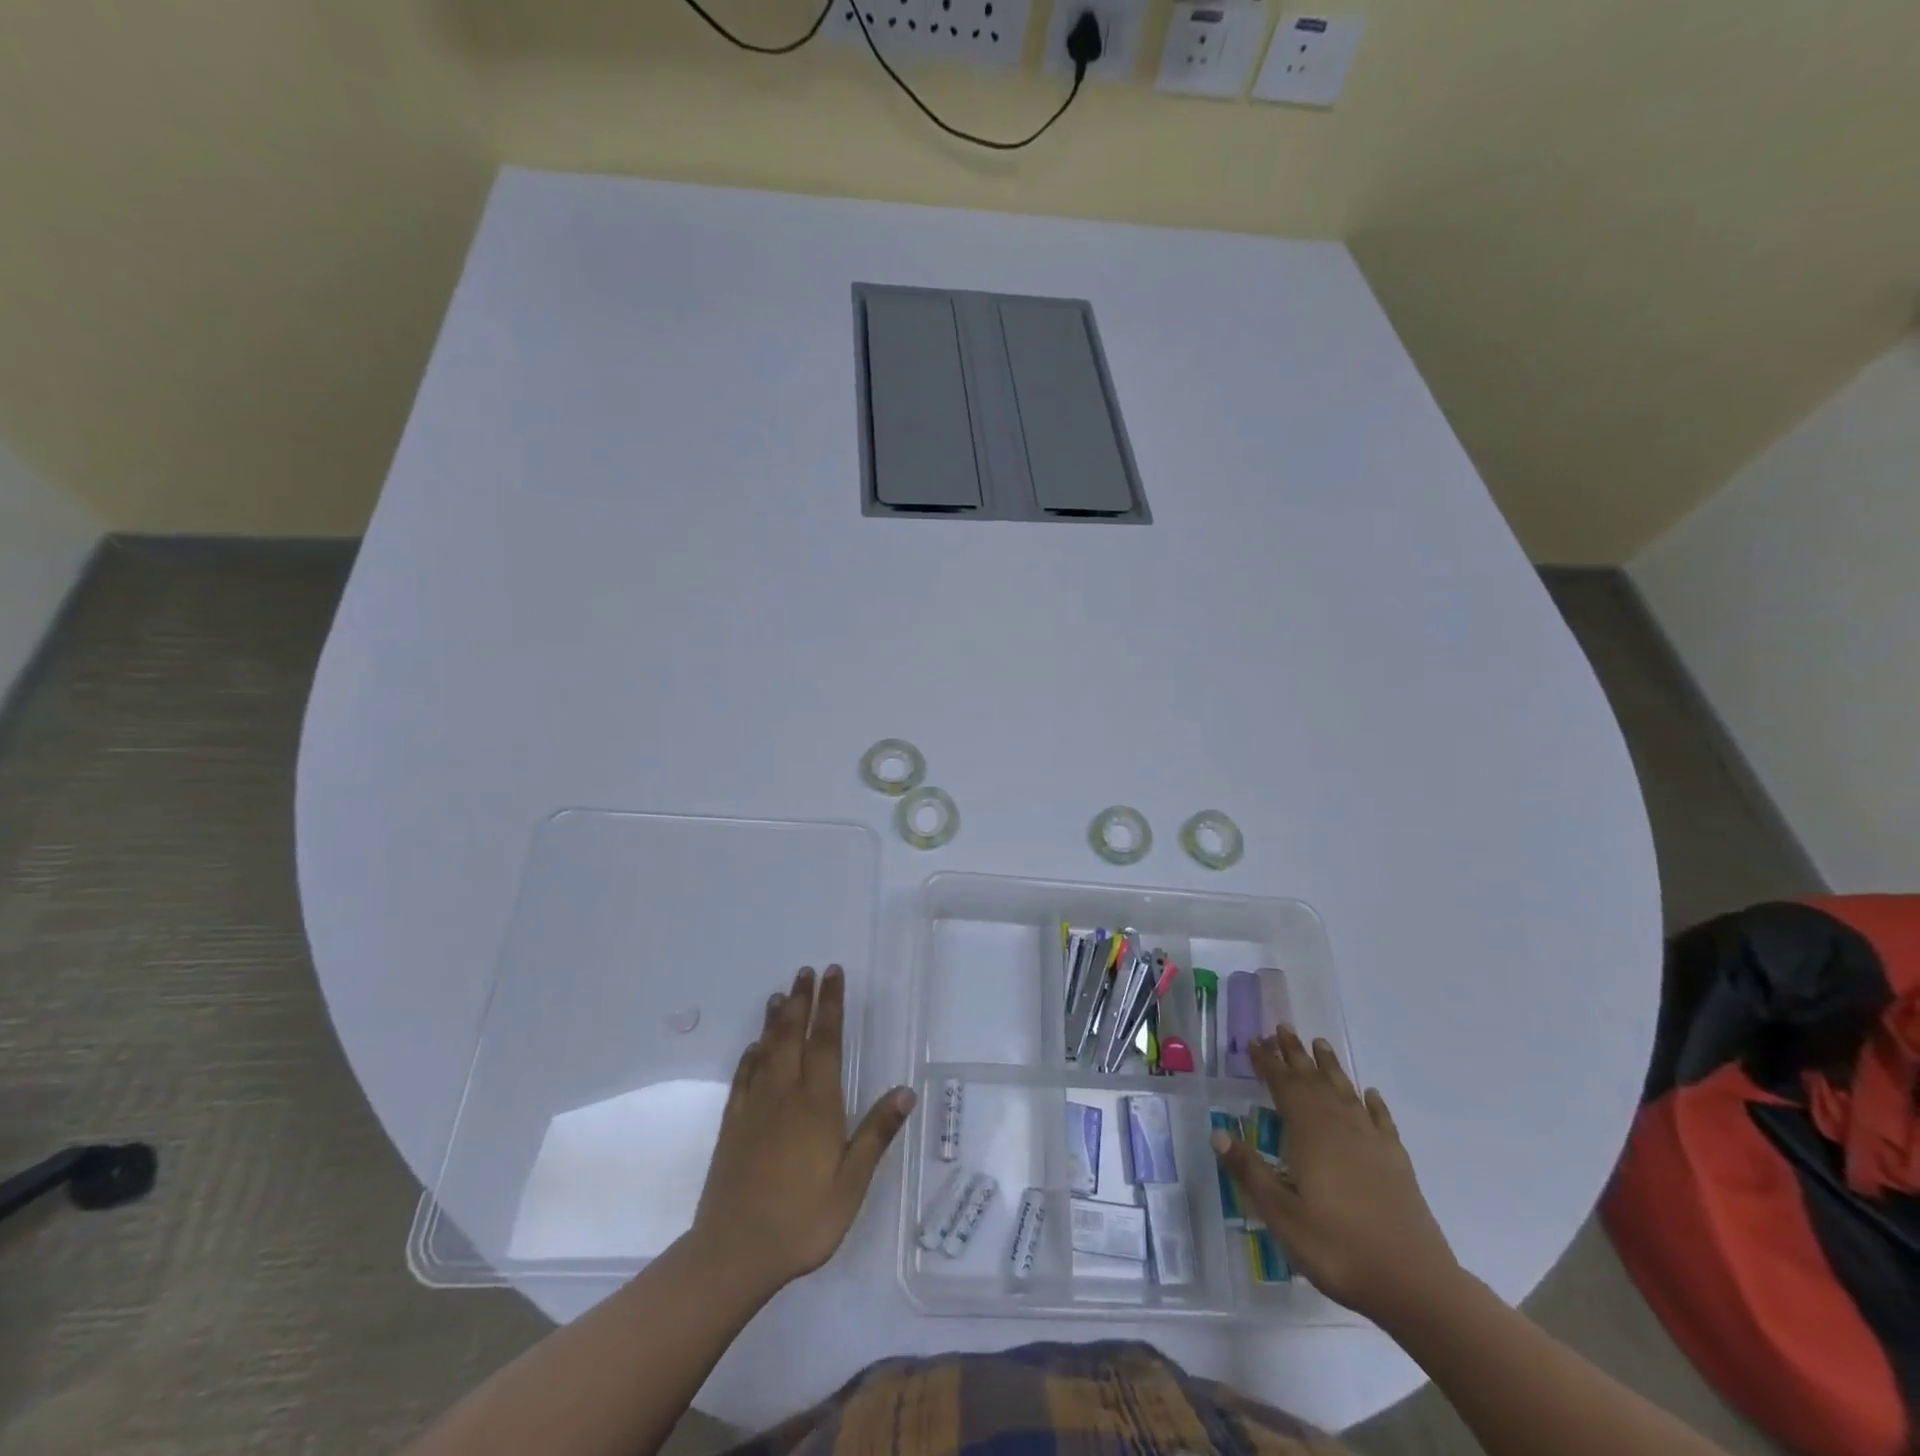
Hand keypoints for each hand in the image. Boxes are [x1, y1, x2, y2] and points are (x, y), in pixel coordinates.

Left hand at [691, 965, 914, 1294]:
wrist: (734, 1253)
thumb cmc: (803, 1219)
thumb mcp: (851, 1183)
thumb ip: (876, 1134)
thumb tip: (905, 1091)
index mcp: (817, 1103)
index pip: (826, 1040)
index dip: (831, 1004)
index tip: (832, 974)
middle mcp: (784, 1094)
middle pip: (793, 1035)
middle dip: (801, 1000)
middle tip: (805, 971)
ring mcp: (754, 1108)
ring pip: (766, 1050)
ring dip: (774, 1019)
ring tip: (779, 994)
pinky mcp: (732, 1126)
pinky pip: (742, 1078)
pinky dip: (750, 1056)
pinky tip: (752, 1048)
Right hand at [1213, 1027, 1459, 1324]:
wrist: (1415, 1284)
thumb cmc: (1338, 1247)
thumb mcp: (1281, 1215)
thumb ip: (1250, 1171)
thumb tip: (1218, 1133)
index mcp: (1310, 1132)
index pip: (1283, 1085)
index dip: (1267, 1062)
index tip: (1254, 1041)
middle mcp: (1340, 1126)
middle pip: (1314, 1080)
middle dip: (1295, 1054)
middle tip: (1282, 1028)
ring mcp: (1372, 1142)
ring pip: (1345, 1091)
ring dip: (1330, 1067)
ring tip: (1320, 1044)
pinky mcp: (1396, 1162)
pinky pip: (1381, 1120)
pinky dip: (1373, 1103)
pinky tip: (1370, 1095)